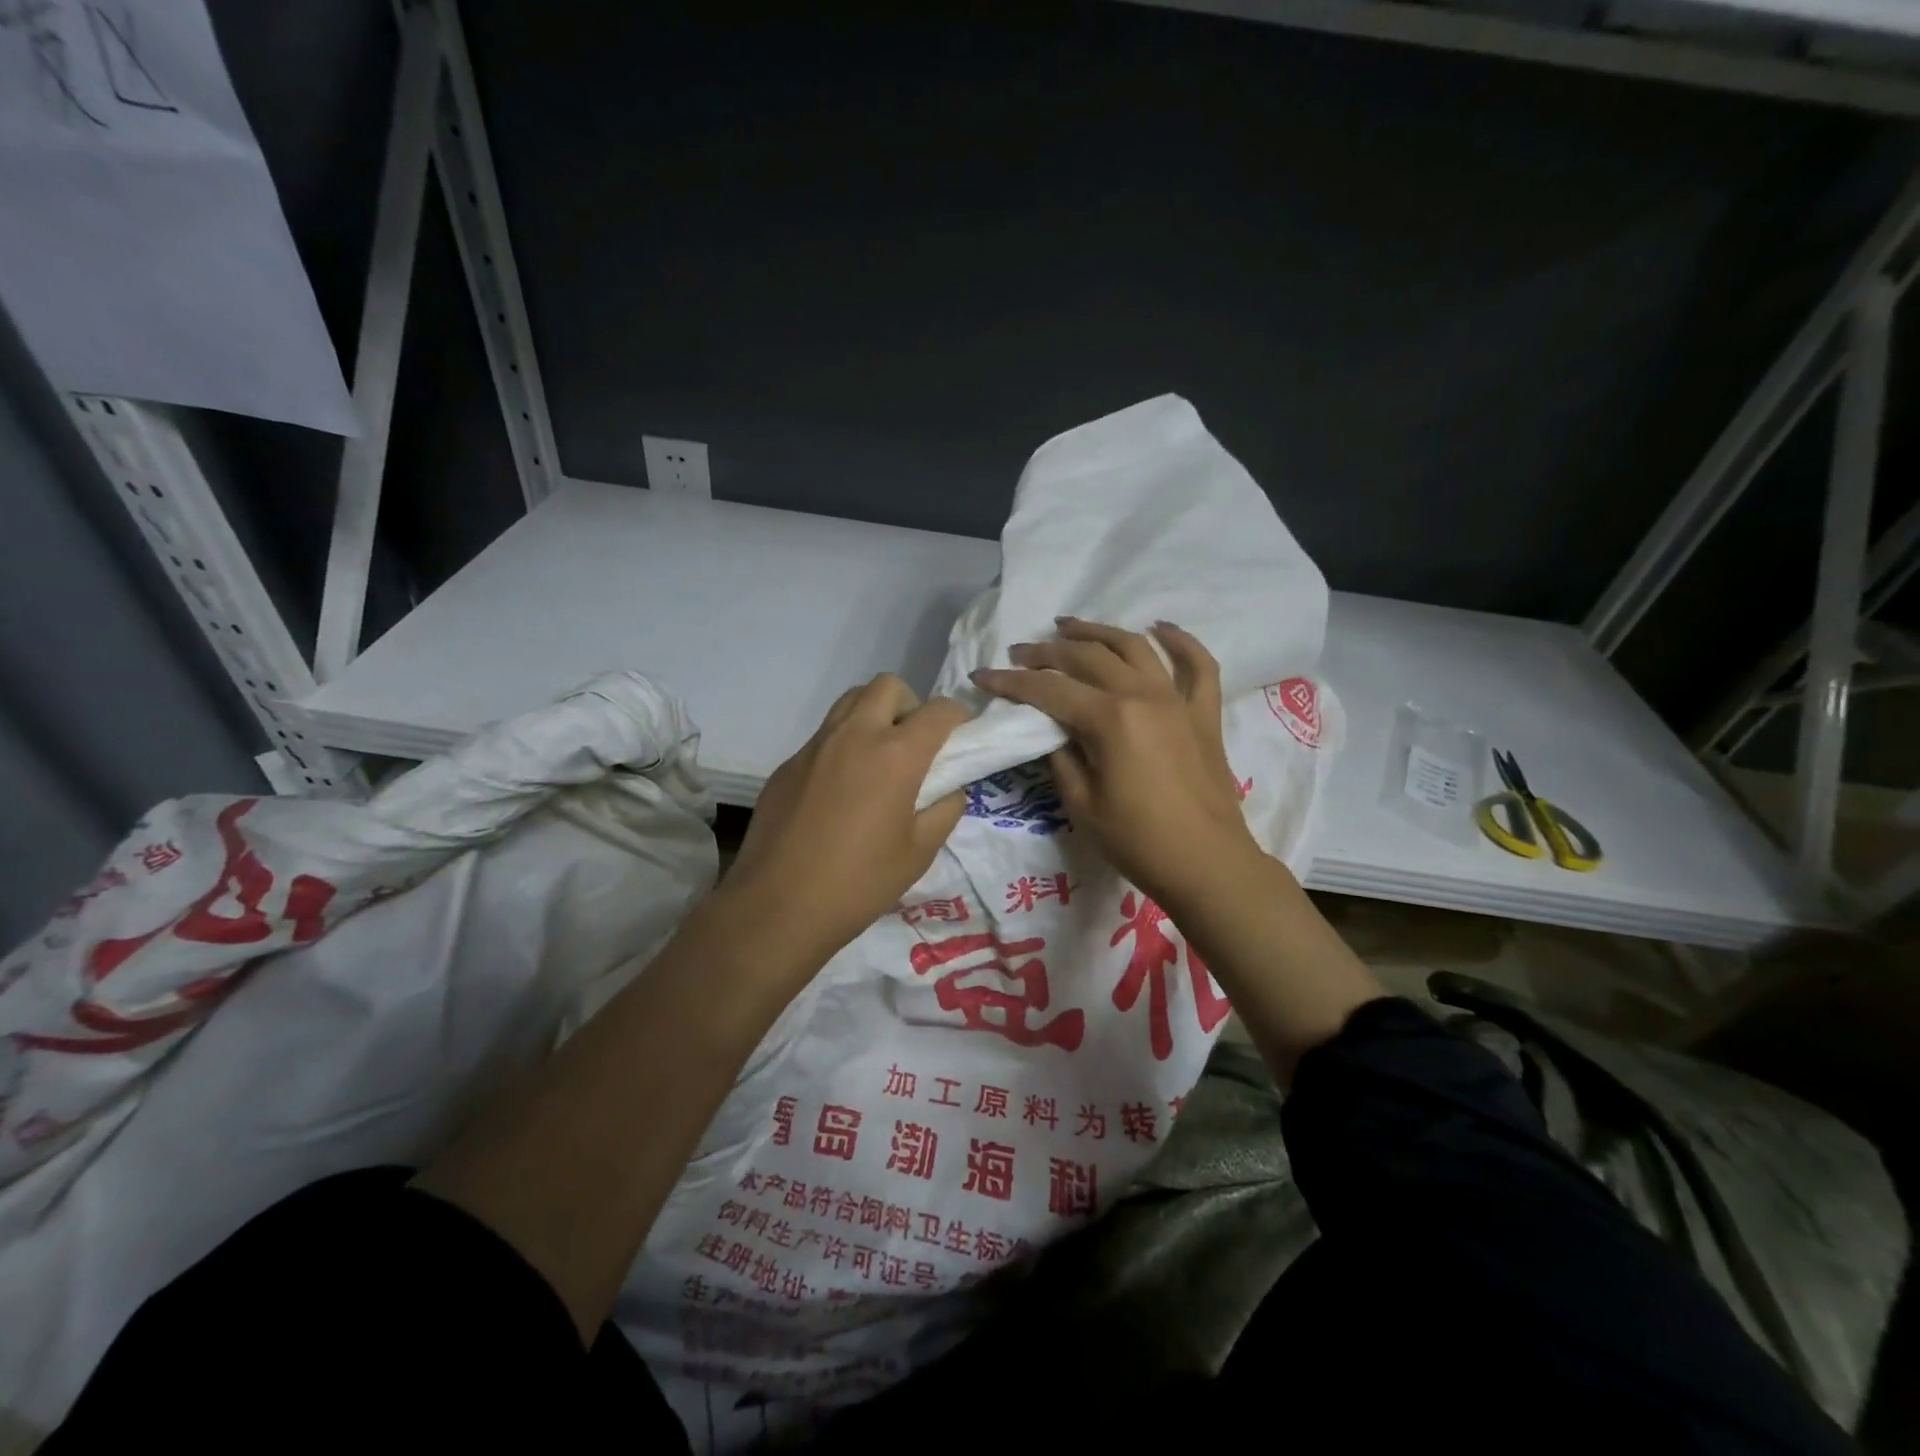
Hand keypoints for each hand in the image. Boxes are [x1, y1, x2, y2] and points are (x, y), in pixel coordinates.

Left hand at [722, 675, 968, 966]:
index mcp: (896, 755)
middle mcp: (854, 735)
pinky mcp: (787, 765)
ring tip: (878, 760)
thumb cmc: (859, 883)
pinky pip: (823, 736)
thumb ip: (945, 810)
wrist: (777, 907)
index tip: (960, 737)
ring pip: (849, 702)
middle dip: (910, 705)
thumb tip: (949, 789)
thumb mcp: (920, 853)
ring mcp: (815, 747)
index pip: (938, 710)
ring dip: (873, 715)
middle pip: (887, 686)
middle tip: (913, 746)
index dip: (957, 717)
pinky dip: (842, 746)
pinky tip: (839, 791)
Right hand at [970, 618, 1258, 912]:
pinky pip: (1199, 665)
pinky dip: (1181, 641)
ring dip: (1098, 632)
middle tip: (1020, 652)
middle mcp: (1143, 696)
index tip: (982, 675)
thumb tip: (1050, 731)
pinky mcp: (1204, 713)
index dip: (1011, 682)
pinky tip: (1161, 628)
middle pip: (1088, 658)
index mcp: (1109, 719)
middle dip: (1047, 652)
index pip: (1048, 690)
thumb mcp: (1082, 805)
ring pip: (1135, 647)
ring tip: (1069, 626)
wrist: (1207, 865)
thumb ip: (1061, 758)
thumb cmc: (1137, 842)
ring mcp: (1178, 700)